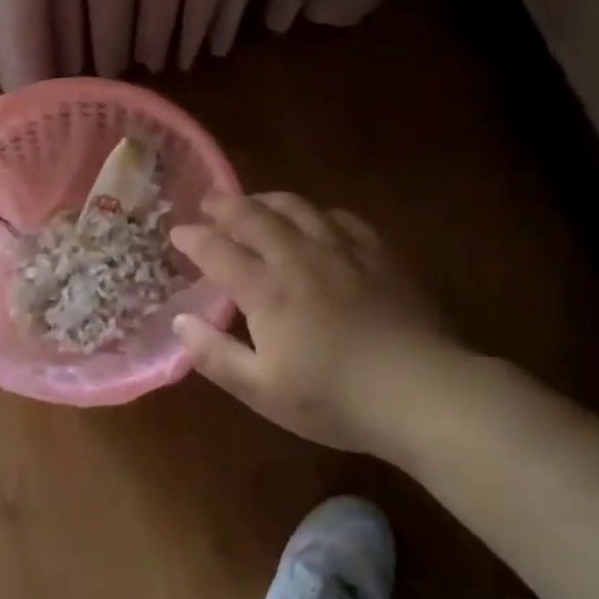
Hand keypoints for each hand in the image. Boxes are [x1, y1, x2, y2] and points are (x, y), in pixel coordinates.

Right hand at [170, 193, 460, 450]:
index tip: (177, 233)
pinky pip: (340, 217)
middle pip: (255, 216)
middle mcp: (299, 257)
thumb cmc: (333, 398)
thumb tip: (181, 321)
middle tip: (208, 203)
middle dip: (225, 206)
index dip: (193, 238)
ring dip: (267, 200)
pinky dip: (316, 212)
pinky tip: (316, 220)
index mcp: (266, 289)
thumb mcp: (261, 390)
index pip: (218, 250)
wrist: (421, 391)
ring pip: (298, 207)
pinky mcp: (380, 253)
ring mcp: (343, 250)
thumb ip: (215, 354)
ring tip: (254, 202)